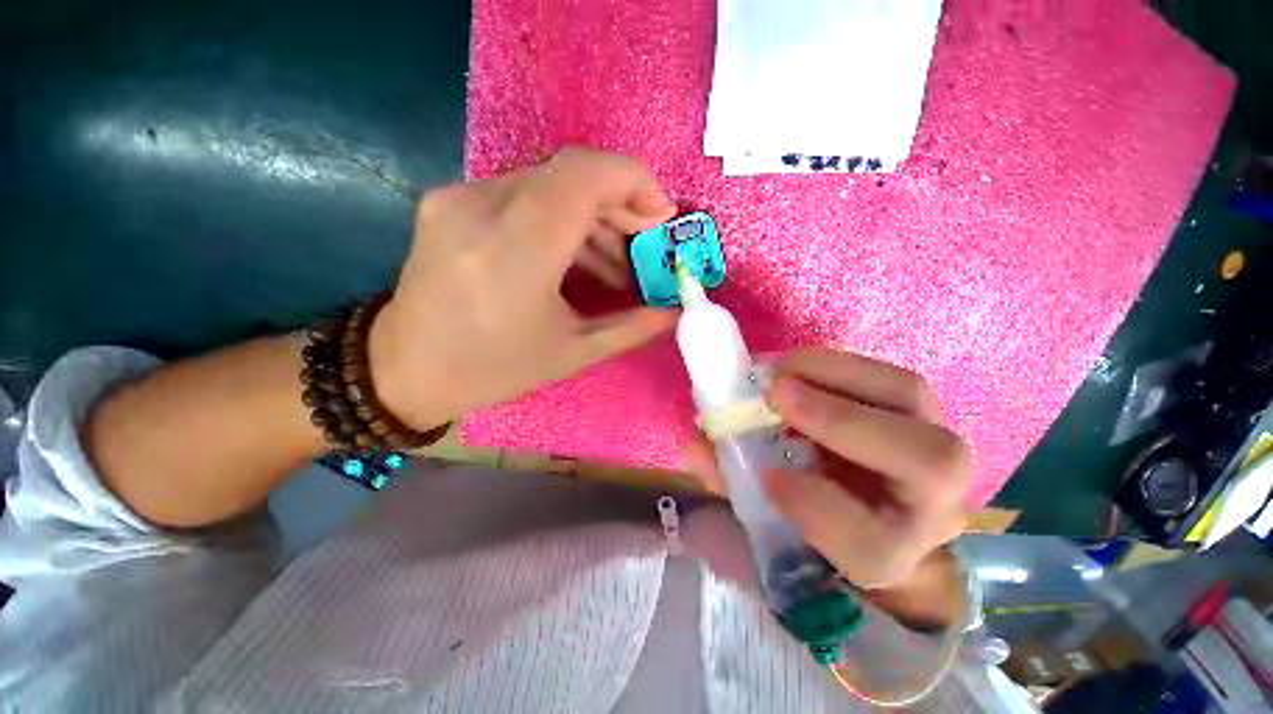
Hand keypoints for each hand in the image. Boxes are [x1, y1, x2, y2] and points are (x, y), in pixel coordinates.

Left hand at [369, 148, 677, 429]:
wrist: (405, 370)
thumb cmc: (492, 369)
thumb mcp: (572, 353)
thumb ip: (631, 327)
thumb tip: (673, 311)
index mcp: (516, 248)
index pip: (587, 174)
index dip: (635, 183)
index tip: (662, 217)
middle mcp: (482, 206)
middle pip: (571, 173)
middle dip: (620, 204)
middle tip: (643, 245)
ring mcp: (460, 198)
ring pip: (549, 182)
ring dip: (592, 215)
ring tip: (613, 263)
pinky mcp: (451, 201)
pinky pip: (523, 194)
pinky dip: (561, 218)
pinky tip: (575, 256)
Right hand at [686, 348, 971, 627]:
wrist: (873, 506)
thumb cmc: (816, 513)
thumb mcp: (772, 513)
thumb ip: (732, 481)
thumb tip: (692, 445)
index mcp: (891, 555)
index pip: (872, 544)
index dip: (813, 505)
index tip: (765, 475)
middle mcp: (936, 506)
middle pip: (930, 462)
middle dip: (839, 419)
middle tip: (772, 392)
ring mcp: (939, 447)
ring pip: (911, 398)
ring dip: (835, 373)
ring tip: (780, 369)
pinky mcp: (921, 409)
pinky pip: (888, 375)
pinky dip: (837, 364)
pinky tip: (796, 364)